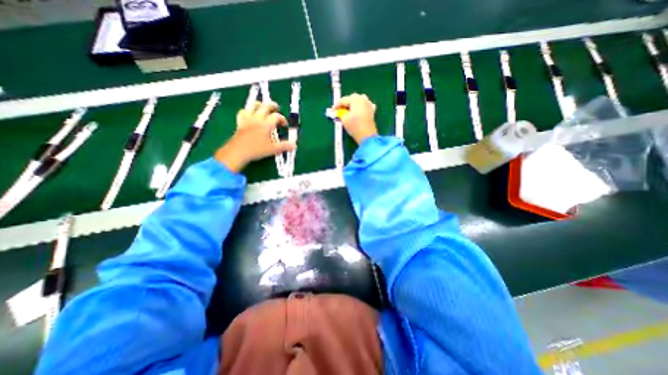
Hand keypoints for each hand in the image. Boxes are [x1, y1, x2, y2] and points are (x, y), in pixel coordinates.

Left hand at [216, 102, 294, 172]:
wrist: (238, 151)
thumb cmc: (257, 150)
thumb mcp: (273, 149)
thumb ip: (284, 146)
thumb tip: (294, 145)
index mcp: (266, 124)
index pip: (276, 116)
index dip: (282, 119)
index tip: (284, 125)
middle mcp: (257, 118)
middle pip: (265, 106)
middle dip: (272, 106)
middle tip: (276, 107)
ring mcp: (247, 119)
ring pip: (252, 106)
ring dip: (259, 104)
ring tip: (262, 105)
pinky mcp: (240, 122)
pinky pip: (242, 112)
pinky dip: (247, 111)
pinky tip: (249, 113)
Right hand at [333, 94, 377, 144]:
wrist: (367, 136)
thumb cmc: (354, 126)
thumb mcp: (344, 119)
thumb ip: (339, 113)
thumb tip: (337, 112)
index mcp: (356, 99)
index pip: (343, 100)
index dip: (336, 106)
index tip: (332, 111)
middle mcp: (363, 99)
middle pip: (351, 99)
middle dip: (345, 104)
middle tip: (339, 111)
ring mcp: (369, 104)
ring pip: (358, 101)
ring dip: (352, 105)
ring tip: (347, 112)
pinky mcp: (372, 111)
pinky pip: (364, 106)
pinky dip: (359, 108)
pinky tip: (357, 112)